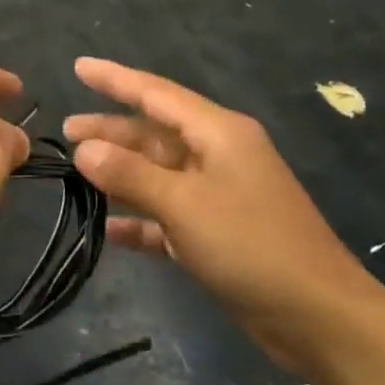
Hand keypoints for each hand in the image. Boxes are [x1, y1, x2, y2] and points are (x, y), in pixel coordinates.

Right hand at [65, 58, 384, 370]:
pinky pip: (167, 216)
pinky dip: (139, 219)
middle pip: (154, 134)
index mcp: (218, 133)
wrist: (318, 317)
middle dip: (111, 130)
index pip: (156, 94)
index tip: (78, 66)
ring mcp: (218, 195)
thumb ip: (130, 173)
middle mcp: (218, 156)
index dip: (115, 79)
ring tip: (76, 171)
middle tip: (65, 131)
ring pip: (158, 174)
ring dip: (120, 173)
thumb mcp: (184, 204)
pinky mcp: (217, 234)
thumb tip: (83, 149)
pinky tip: (108, 228)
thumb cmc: (251, 245)